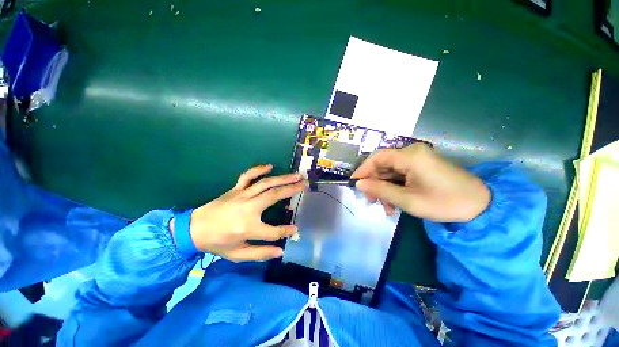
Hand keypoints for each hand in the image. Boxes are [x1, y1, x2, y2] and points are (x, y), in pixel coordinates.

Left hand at [170, 165, 303, 261]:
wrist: (193, 229)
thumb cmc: (217, 243)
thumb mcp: (237, 254)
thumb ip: (260, 253)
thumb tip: (280, 251)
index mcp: (248, 227)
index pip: (273, 231)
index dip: (286, 231)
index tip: (295, 229)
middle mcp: (248, 208)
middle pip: (274, 196)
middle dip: (292, 190)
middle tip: (304, 184)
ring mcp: (242, 196)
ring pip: (266, 184)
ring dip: (282, 178)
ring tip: (296, 175)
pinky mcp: (235, 189)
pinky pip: (248, 176)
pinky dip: (259, 169)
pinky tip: (269, 166)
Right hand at [351, 143, 489, 222]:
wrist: (480, 206)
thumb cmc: (444, 203)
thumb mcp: (407, 200)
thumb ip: (380, 190)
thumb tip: (359, 184)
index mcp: (410, 156)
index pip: (377, 157)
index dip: (363, 170)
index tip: (355, 184)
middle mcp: (412, 152)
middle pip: (382, 165)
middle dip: (374, 183)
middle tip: (372, 201)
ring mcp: (417, 159)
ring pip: (389, 171)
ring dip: (384, 188)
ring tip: (386, 207)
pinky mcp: (420, 166)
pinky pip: (399, 174)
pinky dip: (393, 187)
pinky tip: (394, 202)